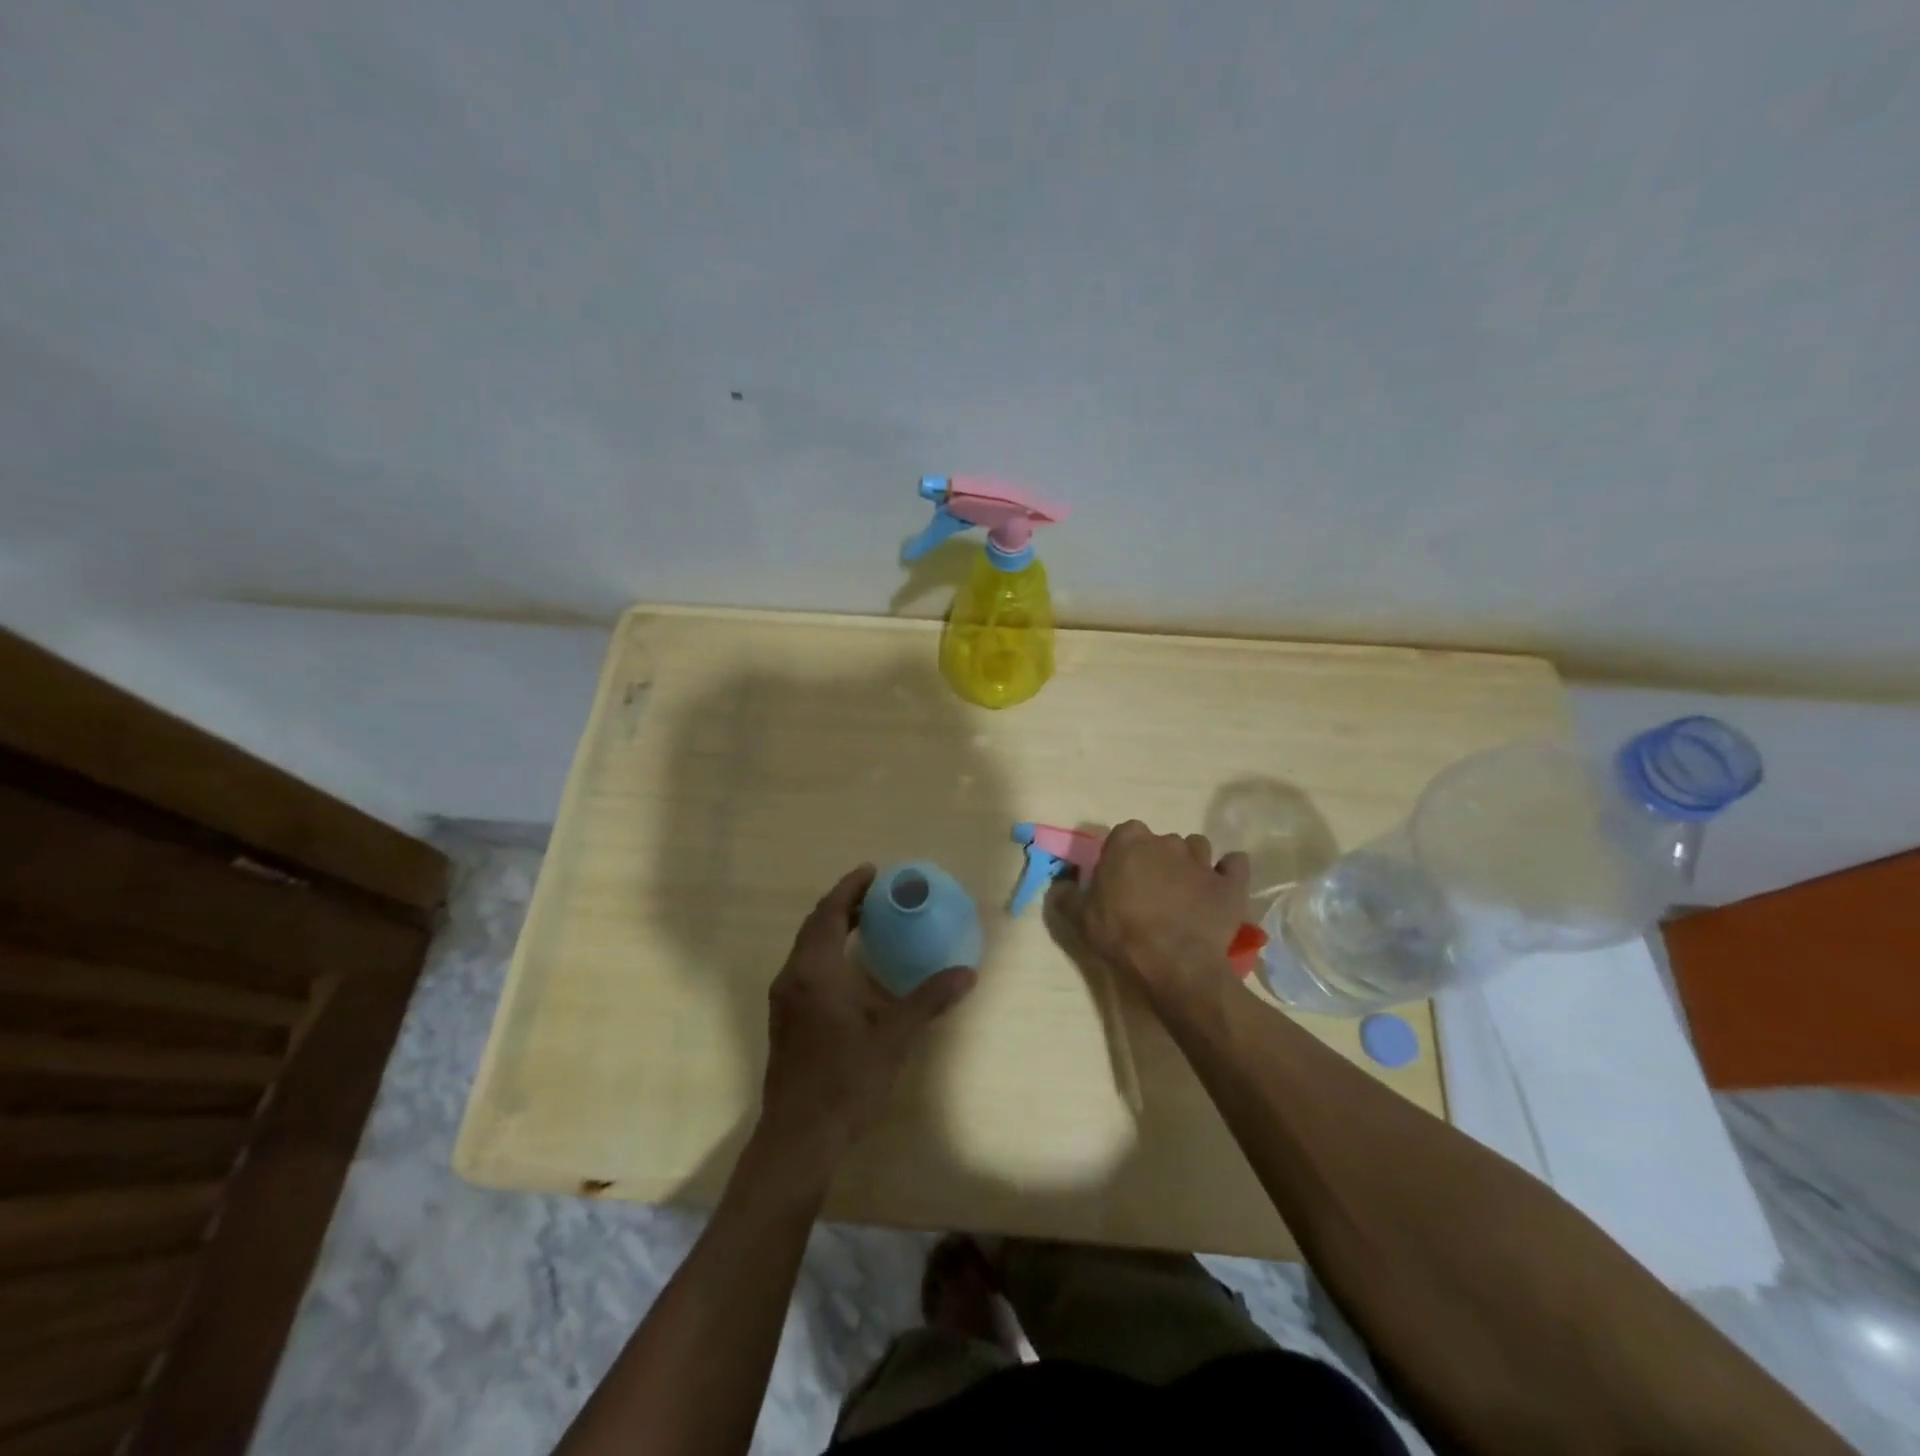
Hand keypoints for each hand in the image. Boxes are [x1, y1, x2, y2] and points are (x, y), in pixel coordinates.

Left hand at [757, 865, 975, 1170]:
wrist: (799, 1136)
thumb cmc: (846, 1079)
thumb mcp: (894, 1036)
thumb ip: (929, 999)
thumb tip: (967, 972)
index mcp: (815, 971)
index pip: (829, 913)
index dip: (850, 889)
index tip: (873, 872)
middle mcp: (793, 977)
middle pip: (815, 926)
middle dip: (843, 904)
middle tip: (876, 893)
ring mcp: (784, 1000)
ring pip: (807, 948)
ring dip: (832, 928)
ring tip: (866, 922)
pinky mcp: (785, 1019)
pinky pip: (805, 967)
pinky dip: (826, 951)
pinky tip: (849, 967)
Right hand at [1048, 821, 1249, 1012]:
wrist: (1175, 965)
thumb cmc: (1122, 935)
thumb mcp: (1081, 919)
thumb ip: (1066, 896)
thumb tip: (1058, 885)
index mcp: (1129, 841)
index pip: (1125, 834)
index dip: (1123, 856)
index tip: (1120, 879)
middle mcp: (1166, 841)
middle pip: (1161, 843)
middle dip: (1157, 861)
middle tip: (1150, 892)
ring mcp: (1202, 860)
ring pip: (1197, 849)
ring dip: (1191, 865)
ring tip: (1185, 894)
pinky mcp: (1231, 883)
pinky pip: (1234, 865)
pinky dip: (1229, 872)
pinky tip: (1221, 888)